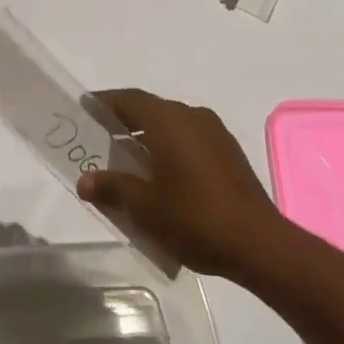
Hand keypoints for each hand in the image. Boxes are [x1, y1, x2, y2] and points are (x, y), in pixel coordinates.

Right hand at [76, 88, 283, 279]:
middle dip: (124, 121)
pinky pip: (189, 138)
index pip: (128, 99)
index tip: (84, 109)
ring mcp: (214, 132)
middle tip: (99, 138)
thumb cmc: (194, 218)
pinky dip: (169, 146)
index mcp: (168, 120)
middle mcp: (191, 116)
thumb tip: (84, 181)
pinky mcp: (228, 152)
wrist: (258, 244)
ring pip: (171, 124)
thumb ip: (112, 188)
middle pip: (150, 109)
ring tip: (127, 160)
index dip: (104, 102)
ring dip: (147, 136)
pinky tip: (162, 174)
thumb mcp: (144, 207)